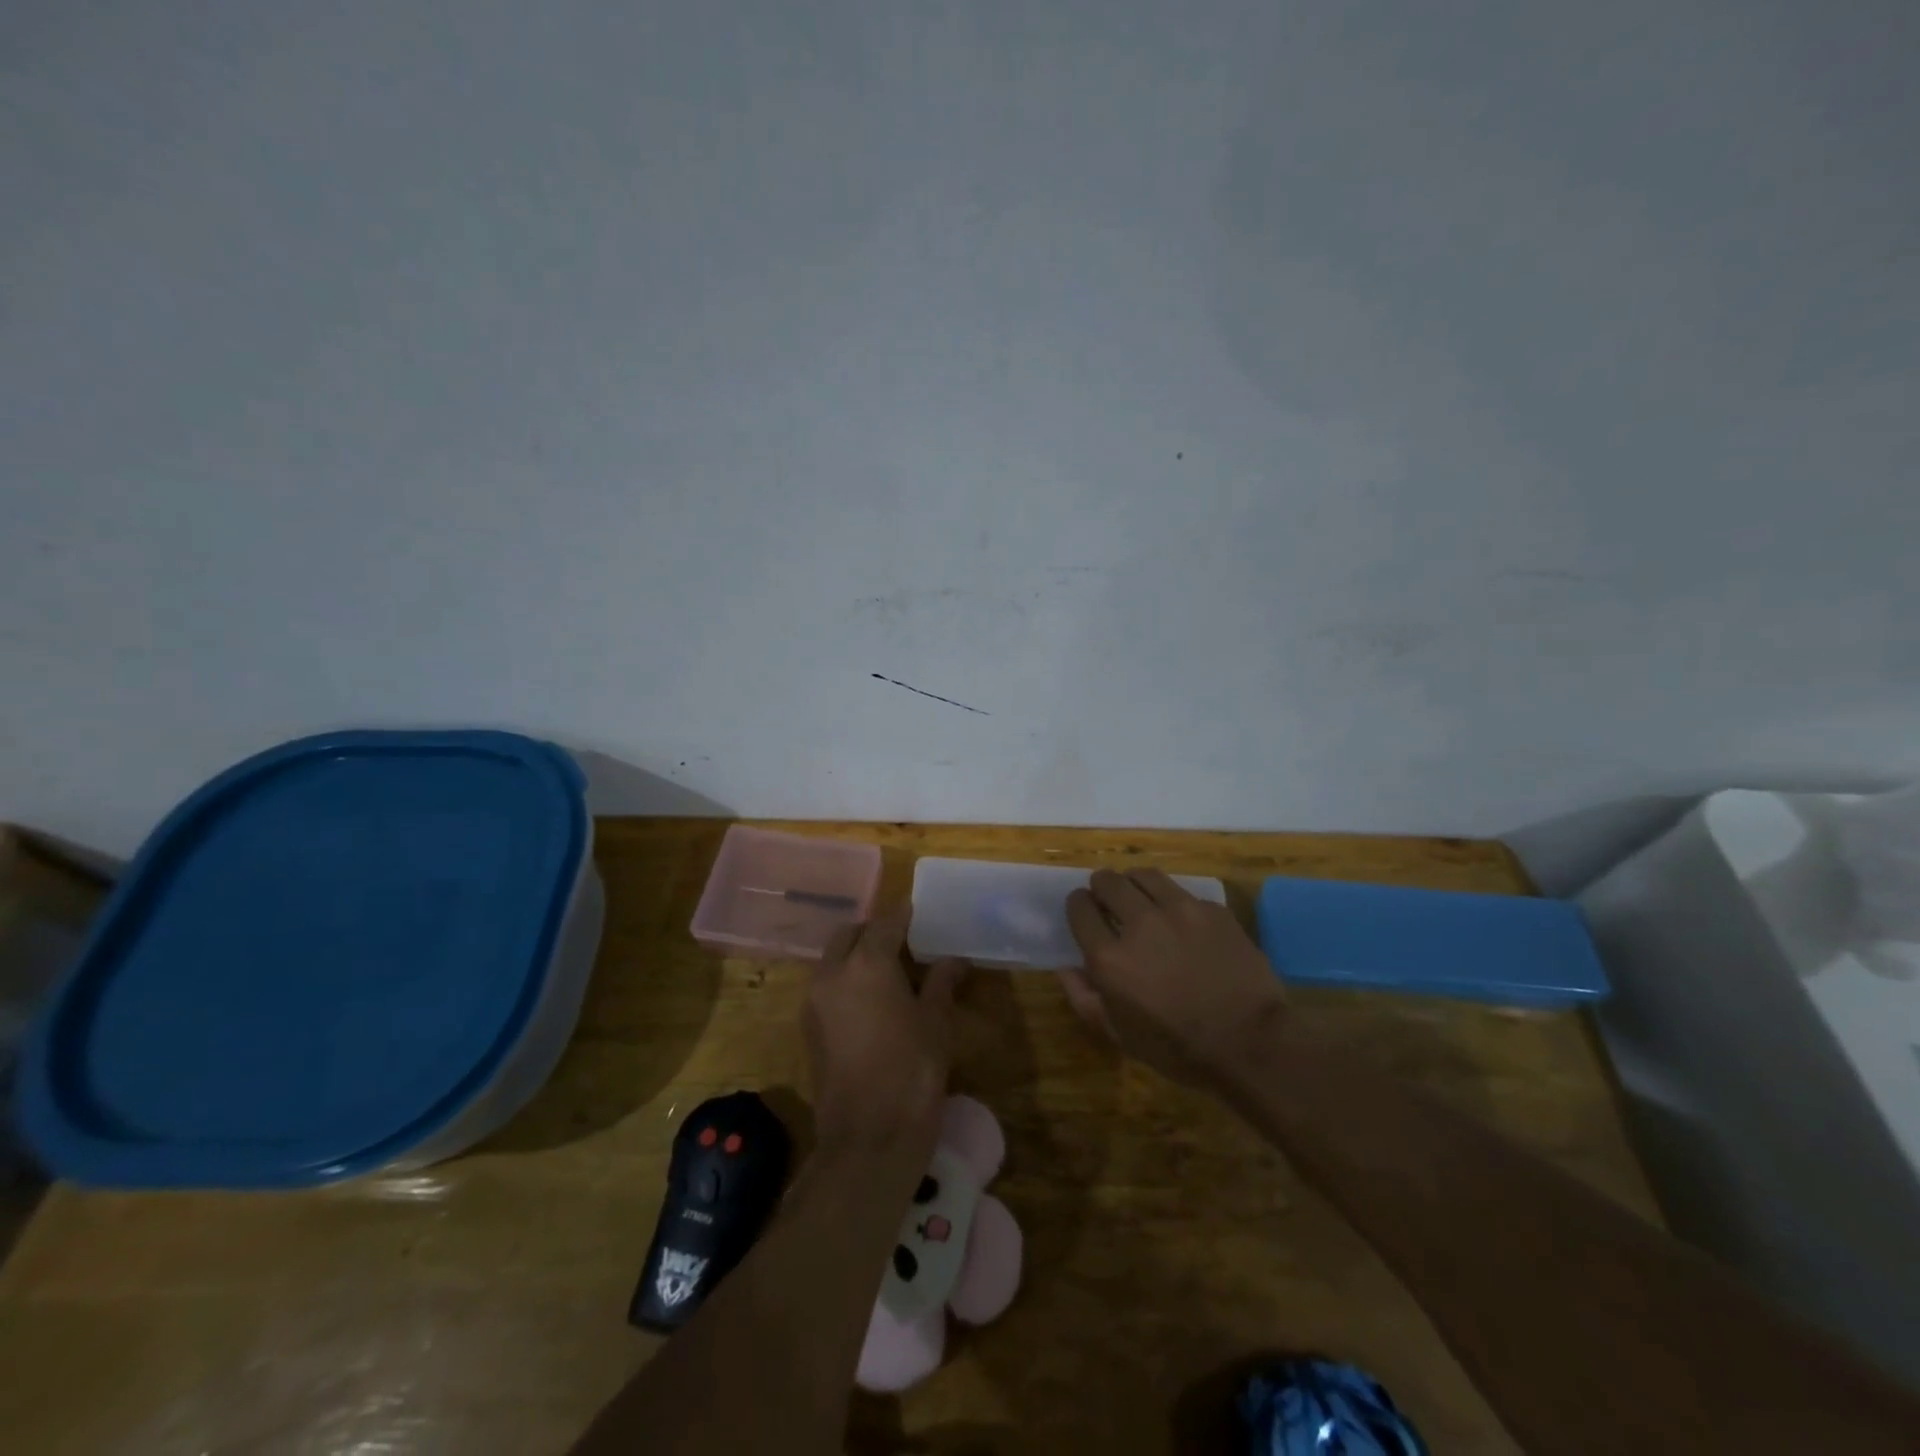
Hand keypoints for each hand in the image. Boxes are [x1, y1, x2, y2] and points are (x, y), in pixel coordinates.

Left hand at [805, 910, 965, 1158]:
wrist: (868, 1138)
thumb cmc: (912, 1072)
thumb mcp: (936, 1023)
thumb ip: (941, 982)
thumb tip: (954, 959)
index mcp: (867, 964)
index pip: (886, 923)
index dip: (904, 915)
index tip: (919, 911)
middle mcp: (833, 973)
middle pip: (851, 934)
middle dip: (874, 931)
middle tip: (904, 942)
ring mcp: (814, 1001)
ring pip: (834, 959)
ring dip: (857, 955)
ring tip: (891, 972)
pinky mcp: (808, 1027)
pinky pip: (827, 986)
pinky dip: (846, 980)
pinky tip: (873, 1001)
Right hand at [1063, 868, 1284, 1083]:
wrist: (1251, 1043)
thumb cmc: (1178, 1048)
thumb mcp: (1120, 1034)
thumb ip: (1084, 998)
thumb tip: (1065, 967)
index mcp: (1109, 956)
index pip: (1079, 907)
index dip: (1078, 906)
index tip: (1085, 912)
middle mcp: (1139, 923)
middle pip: (1108, 881)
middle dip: (1102, 887)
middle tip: (1109, 901)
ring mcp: (1179, 910)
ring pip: (1144, 875)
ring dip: (1135, 883)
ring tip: (1141, 898)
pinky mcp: (1211, 909)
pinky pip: (1182, 893)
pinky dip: (1173, 902)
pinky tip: (1182, 922)